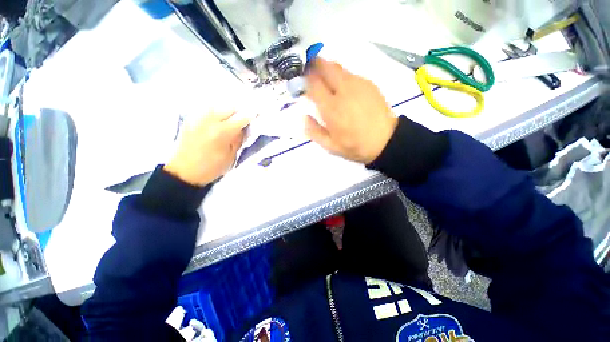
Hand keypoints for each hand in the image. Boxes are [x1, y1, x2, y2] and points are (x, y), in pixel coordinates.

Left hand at [164, 111, 250, 185]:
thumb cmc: (211, 168)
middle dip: (240, 110)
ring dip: (228, 109)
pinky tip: (219, 118)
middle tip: (245, 116)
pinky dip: (216, 111)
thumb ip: (238, 139)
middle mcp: (209, 120)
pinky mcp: (190, 119)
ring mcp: (197, 118)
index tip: (257, 115)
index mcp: (221, 132)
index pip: (241, 117)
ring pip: (217, 105)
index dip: (251, 115)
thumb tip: (244, 127)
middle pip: (229, 107)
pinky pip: (207, 109)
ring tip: (233, 117)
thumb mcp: (231, 156)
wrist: (184, 172)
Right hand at [304, 59, 397, 163]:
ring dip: (328, 69)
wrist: (385, 141)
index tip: (301, 80)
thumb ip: (314, 132)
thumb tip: (304, 117)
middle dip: (314, 65)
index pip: (313, 84)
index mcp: (331, 108)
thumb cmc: (355, 146)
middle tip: (310, 70)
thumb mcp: (330, 146)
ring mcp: (358, 85)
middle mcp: (343, 91)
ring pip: (338, 68)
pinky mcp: (369, 84)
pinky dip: (342, 76)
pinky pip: (350, 74)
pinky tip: (343, 87)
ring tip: (325, 79)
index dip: (304, 78)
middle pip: (325, 67)